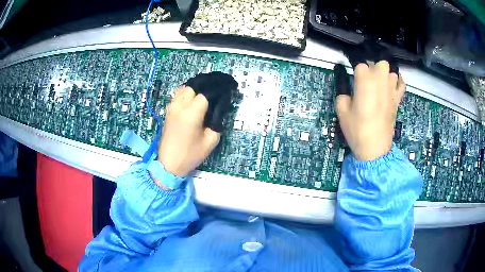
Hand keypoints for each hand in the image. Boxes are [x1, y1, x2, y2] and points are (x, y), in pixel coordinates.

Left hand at [158, 86, 220, 176]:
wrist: (169, 164)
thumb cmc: (190, 155)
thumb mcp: (211, 141)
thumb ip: (217, 122)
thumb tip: (219, 109)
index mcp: (191, 113)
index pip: (206, 93)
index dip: (217, 90)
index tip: (227, 90)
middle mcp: (180, 106)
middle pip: (194, 86)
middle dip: (207, 86)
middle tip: (217, 91)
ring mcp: (172, 107)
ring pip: (184, 88)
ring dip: (196, 88)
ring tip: (207, 93)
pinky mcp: (168, 111)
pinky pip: (178, 95)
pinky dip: (187, 92)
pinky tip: (194, 98)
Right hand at [336, 61, 404, 160]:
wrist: (375, 148)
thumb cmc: (357, 130)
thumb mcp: (341, 111)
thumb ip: (343, 93)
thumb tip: (347, 86)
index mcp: (365, 81)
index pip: (361, 64)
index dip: (355, 70)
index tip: (353, 78)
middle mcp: (381, 81)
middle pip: (380, 63)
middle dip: (374, 68)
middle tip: (367, 80)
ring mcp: (392, 90)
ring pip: (392, 71)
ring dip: (385, 74)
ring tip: (379, 84)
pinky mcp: (398, 99)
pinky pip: (401, 83)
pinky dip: (397, 81)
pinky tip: (391, 85)